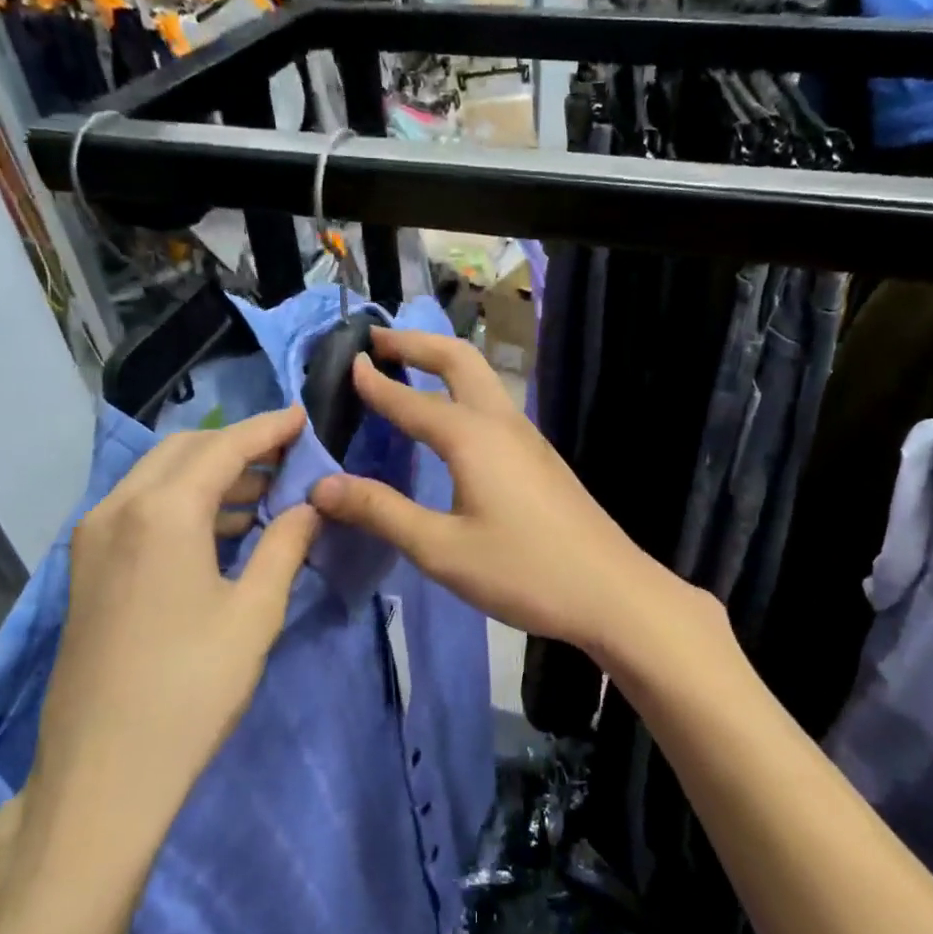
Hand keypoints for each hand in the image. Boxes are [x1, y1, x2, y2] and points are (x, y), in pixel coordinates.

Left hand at [16, 407, 319, 889]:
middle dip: (237, 444)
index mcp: (162, 511)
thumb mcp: (255, 613)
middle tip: (287, 455)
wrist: (103, 772)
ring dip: (209, 474)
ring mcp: (93, 538)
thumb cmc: (192, 688)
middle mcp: (118, 508)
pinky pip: (138, 509)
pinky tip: (219, 529)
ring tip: (263, 491)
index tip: (302, 415)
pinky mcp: (86, 568)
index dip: (268, 428)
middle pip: (183, 451)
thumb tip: (308, 507)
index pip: (224, 447)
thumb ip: (285, 545)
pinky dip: (182, 502)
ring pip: (156, 478)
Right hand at [308, 329, 692, 659]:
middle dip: (417, 344)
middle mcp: (502, 424)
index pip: (412, 400)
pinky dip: (462, 392)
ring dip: (443, 363)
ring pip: (482, 380)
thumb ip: (381, 512)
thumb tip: (321, 486)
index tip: (346, 363)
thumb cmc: (523, 571)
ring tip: (409, 368)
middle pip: (459, 361)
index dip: (376, 383)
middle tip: (378, 341)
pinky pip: (493, 407)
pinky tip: (451, 422)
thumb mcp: (441, 549)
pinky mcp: (541, 459)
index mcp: (473, 438)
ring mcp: (528, 439)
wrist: (611, 592)